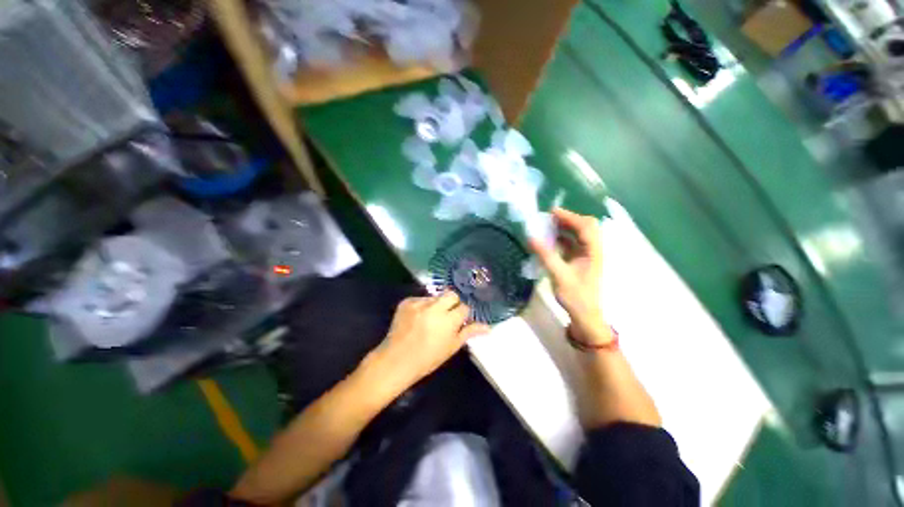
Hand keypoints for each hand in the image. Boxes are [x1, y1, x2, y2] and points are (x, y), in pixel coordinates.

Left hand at [373, 292, 489, 388]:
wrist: (396, 360)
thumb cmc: (427, 359)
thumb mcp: (451, 347)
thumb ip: (469, 332)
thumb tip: (488, 327)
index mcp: (448, 320)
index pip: (464, 308)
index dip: (462, 315)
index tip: (457, 322)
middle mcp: (435, 307)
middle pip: (451, 295)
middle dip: (452, 303)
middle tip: (447, 316)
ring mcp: (419, 303)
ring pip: (435, 296)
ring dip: (436, 305)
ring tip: (429, 319)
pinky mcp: (406, 301)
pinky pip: (420, 299)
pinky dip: (422, 306)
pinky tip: (417, 318)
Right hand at [529, 208, 611, 344]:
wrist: (585, 314)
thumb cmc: (575, 296)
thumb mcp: (559, 275)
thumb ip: (546, 255)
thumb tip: (531, 237)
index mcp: (593, 251)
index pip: (585, 227)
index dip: (569, 216)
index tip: (551, 212)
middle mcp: (593, 249)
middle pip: (586, 226)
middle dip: (569, 219)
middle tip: (550, 217)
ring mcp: (587, 255)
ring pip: (579, 234)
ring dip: (565, 227)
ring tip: (548, 224)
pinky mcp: (580, 260)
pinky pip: (572, 243)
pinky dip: (562, 237)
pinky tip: (550, 239)